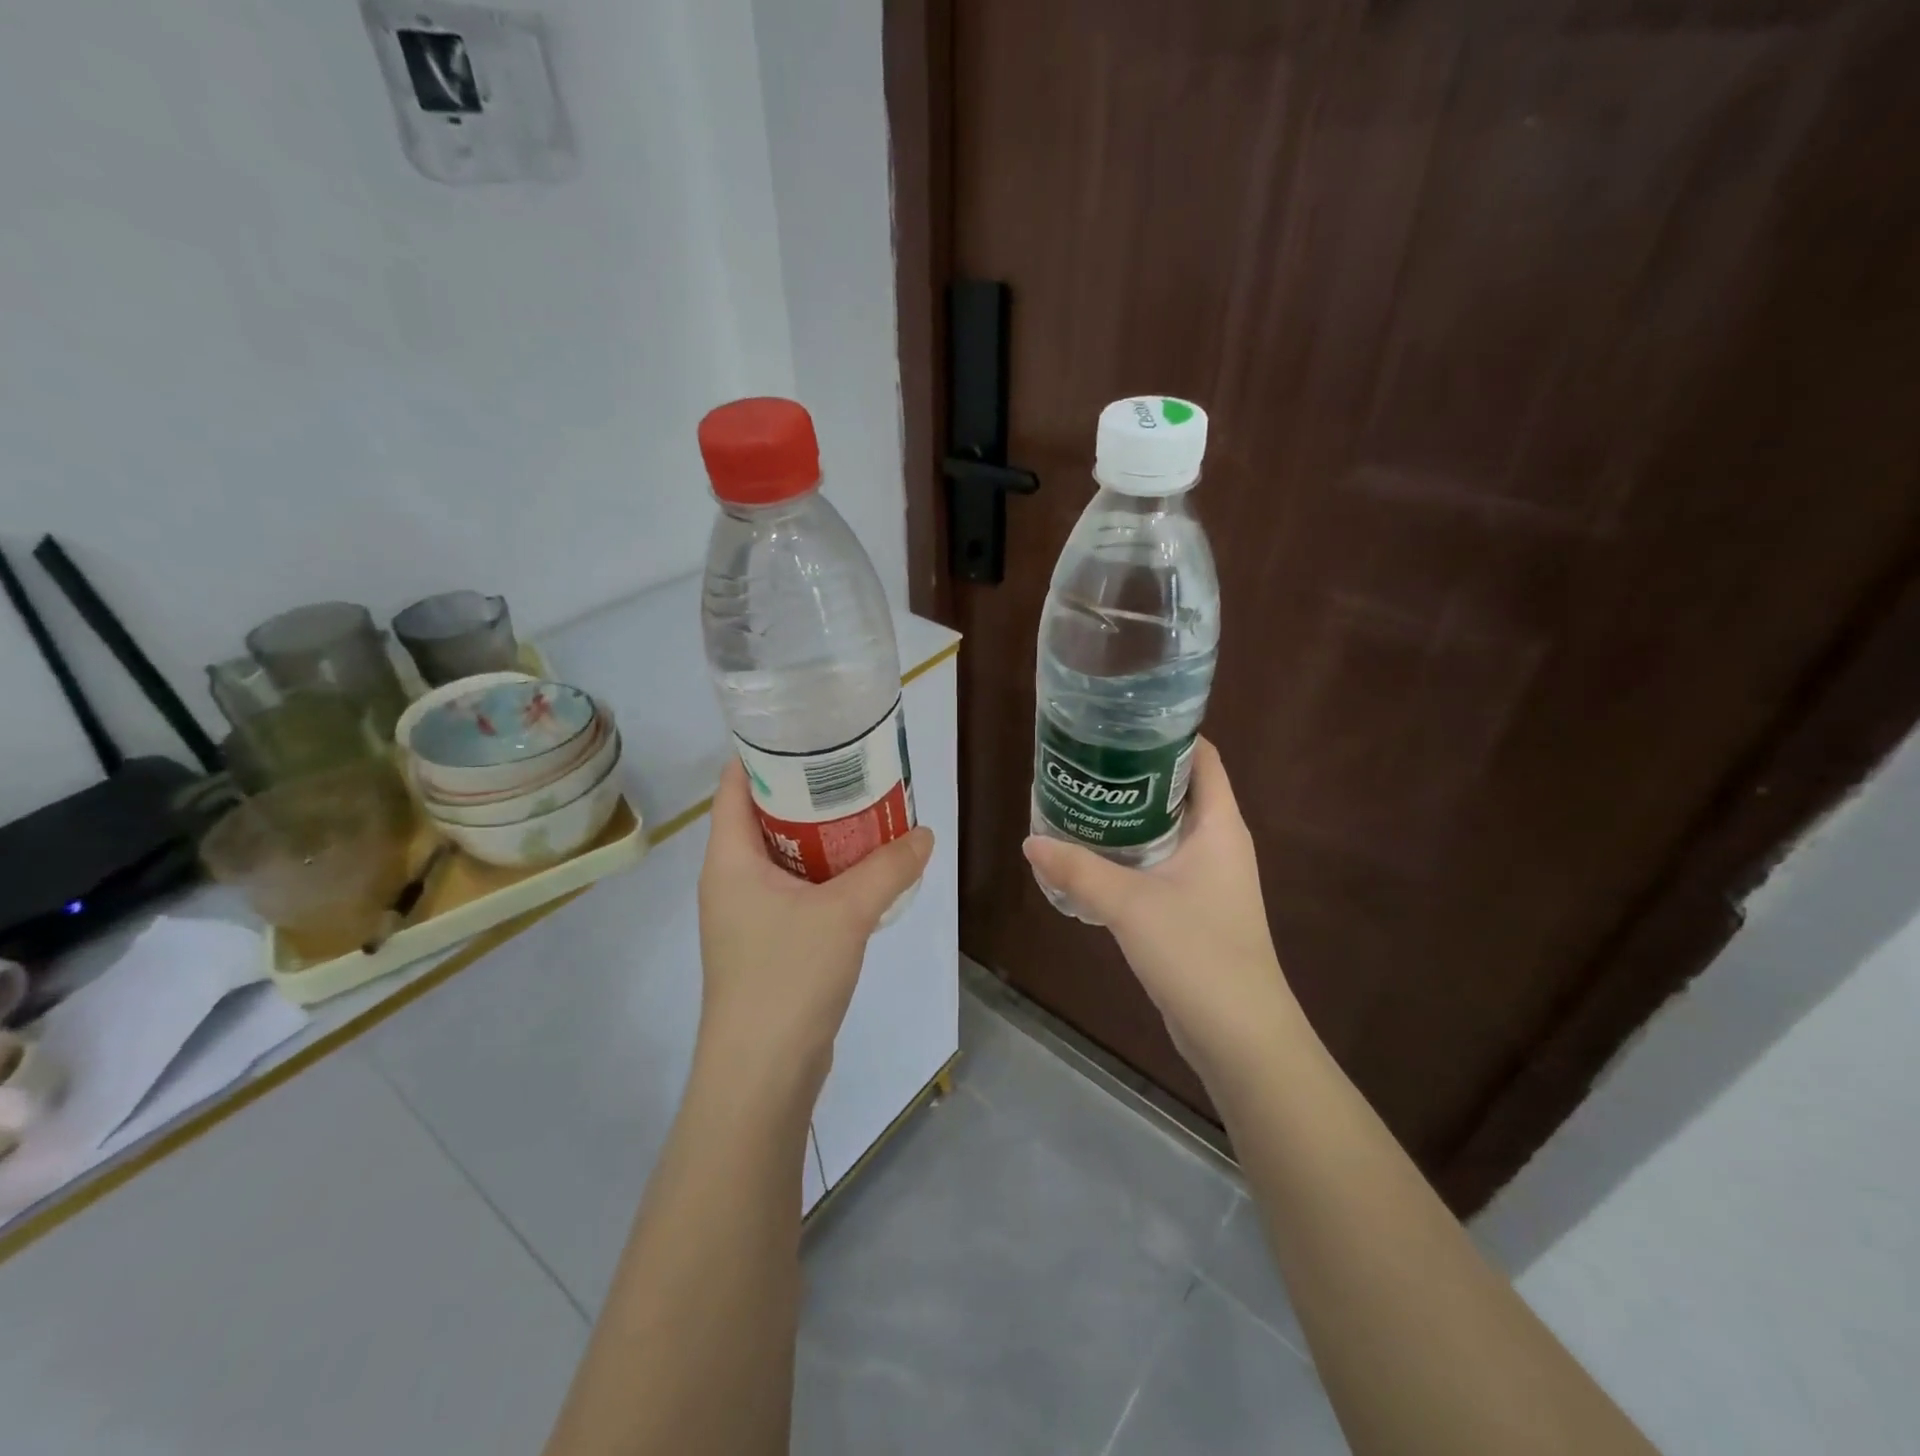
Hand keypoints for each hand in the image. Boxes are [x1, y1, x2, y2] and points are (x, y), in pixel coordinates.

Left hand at [696, 758, 933, 1093]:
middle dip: (809, 792)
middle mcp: (731, 880)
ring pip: (784, 856)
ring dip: (823, 836)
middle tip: (857, 769)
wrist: (762, 1075)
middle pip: (764, 816)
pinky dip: (826, 874)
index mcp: (729, 859)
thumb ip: (888, 868)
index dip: (767, 752)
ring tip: (869, 810)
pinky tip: (865, 871)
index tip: (811, 731)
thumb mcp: (846, 913)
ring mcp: (748, 915)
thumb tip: (925, 834)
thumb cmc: (787, 977)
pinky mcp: (768, 943)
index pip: (735, 784)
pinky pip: (797, 890)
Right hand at [1023, 739, 1299, 1093]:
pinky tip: (1091, 857)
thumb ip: (1078, 870)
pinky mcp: (1194, 907)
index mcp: (1219, 825)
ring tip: (1078, 801)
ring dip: (1127, 817)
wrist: (1239, 1035)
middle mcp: (1218, 842)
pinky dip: (1129, 854)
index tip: (1117, 724)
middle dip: (1133, 774)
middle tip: (1083, 762)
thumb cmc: (1198, 953)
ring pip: (1165, 829)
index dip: (1165, 734)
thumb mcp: (1130, 905)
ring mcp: (1208, 877)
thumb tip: (1030, 841)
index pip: (1201, 757)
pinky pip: (1159, 864)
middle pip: (1177, 789)